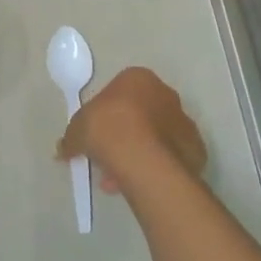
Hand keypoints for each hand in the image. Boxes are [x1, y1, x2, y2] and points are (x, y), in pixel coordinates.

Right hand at [57, 67, 206, 192]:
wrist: (143, 157)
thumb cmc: (107, 128)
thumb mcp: (76, 130)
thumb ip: (71, 138)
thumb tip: (64, 149)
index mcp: (138, 78)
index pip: (118, 92)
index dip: (104, 114)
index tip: (95, 134)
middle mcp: (165, 94)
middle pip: (140, 114)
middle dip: (124, 135)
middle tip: (107, 157)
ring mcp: (184, 121)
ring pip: (156, 137)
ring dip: (138, 154)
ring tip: (118, 179)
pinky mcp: (195, 148)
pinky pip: (170, 157)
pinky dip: (156, 167)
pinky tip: (139, 182)